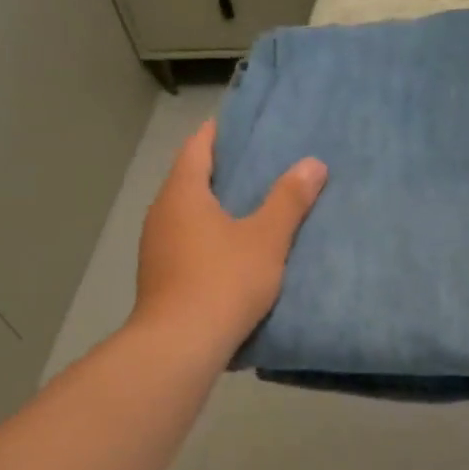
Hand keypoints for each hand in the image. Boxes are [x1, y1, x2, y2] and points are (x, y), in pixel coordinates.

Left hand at [134, 121, 325, 354]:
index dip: (217, 133)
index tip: (240, 125)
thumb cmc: (224, 280)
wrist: (181, 344)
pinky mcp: (160, 278)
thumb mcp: (267, 239)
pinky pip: (185, 244)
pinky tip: (230, 253)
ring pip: (186, 216)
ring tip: (249, 209)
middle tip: (257, 166)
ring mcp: (155, 249)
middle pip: (189, 180)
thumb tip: (313, 163)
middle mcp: (161, 214)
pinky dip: (207, 238)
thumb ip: (289, 200)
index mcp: (182, 194)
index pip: (196, 148)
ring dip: (213, 209)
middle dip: (219, 172)